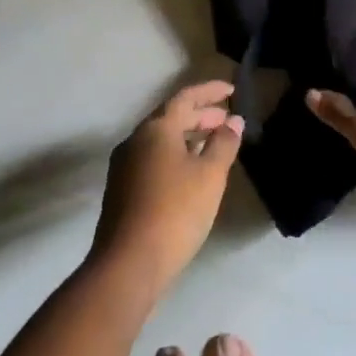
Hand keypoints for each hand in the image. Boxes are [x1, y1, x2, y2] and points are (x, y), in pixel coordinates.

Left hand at [90, 80, 243, 295]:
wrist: (127, 265)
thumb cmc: (175, 212)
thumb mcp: (210, 175)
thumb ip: (224, 144)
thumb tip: (233, 121)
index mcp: (156, 129)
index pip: (185, 97)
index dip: (210, 91)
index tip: (232, 90)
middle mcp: (135, 140)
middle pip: (171, 117)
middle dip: (201, 115)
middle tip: (227, 120)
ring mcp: (124, 165)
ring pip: (161, 140)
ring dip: (188, 137)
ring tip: (214, 144)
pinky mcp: (121, 190)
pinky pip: (153, 159)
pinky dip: (175, 155)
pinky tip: (191, 173)